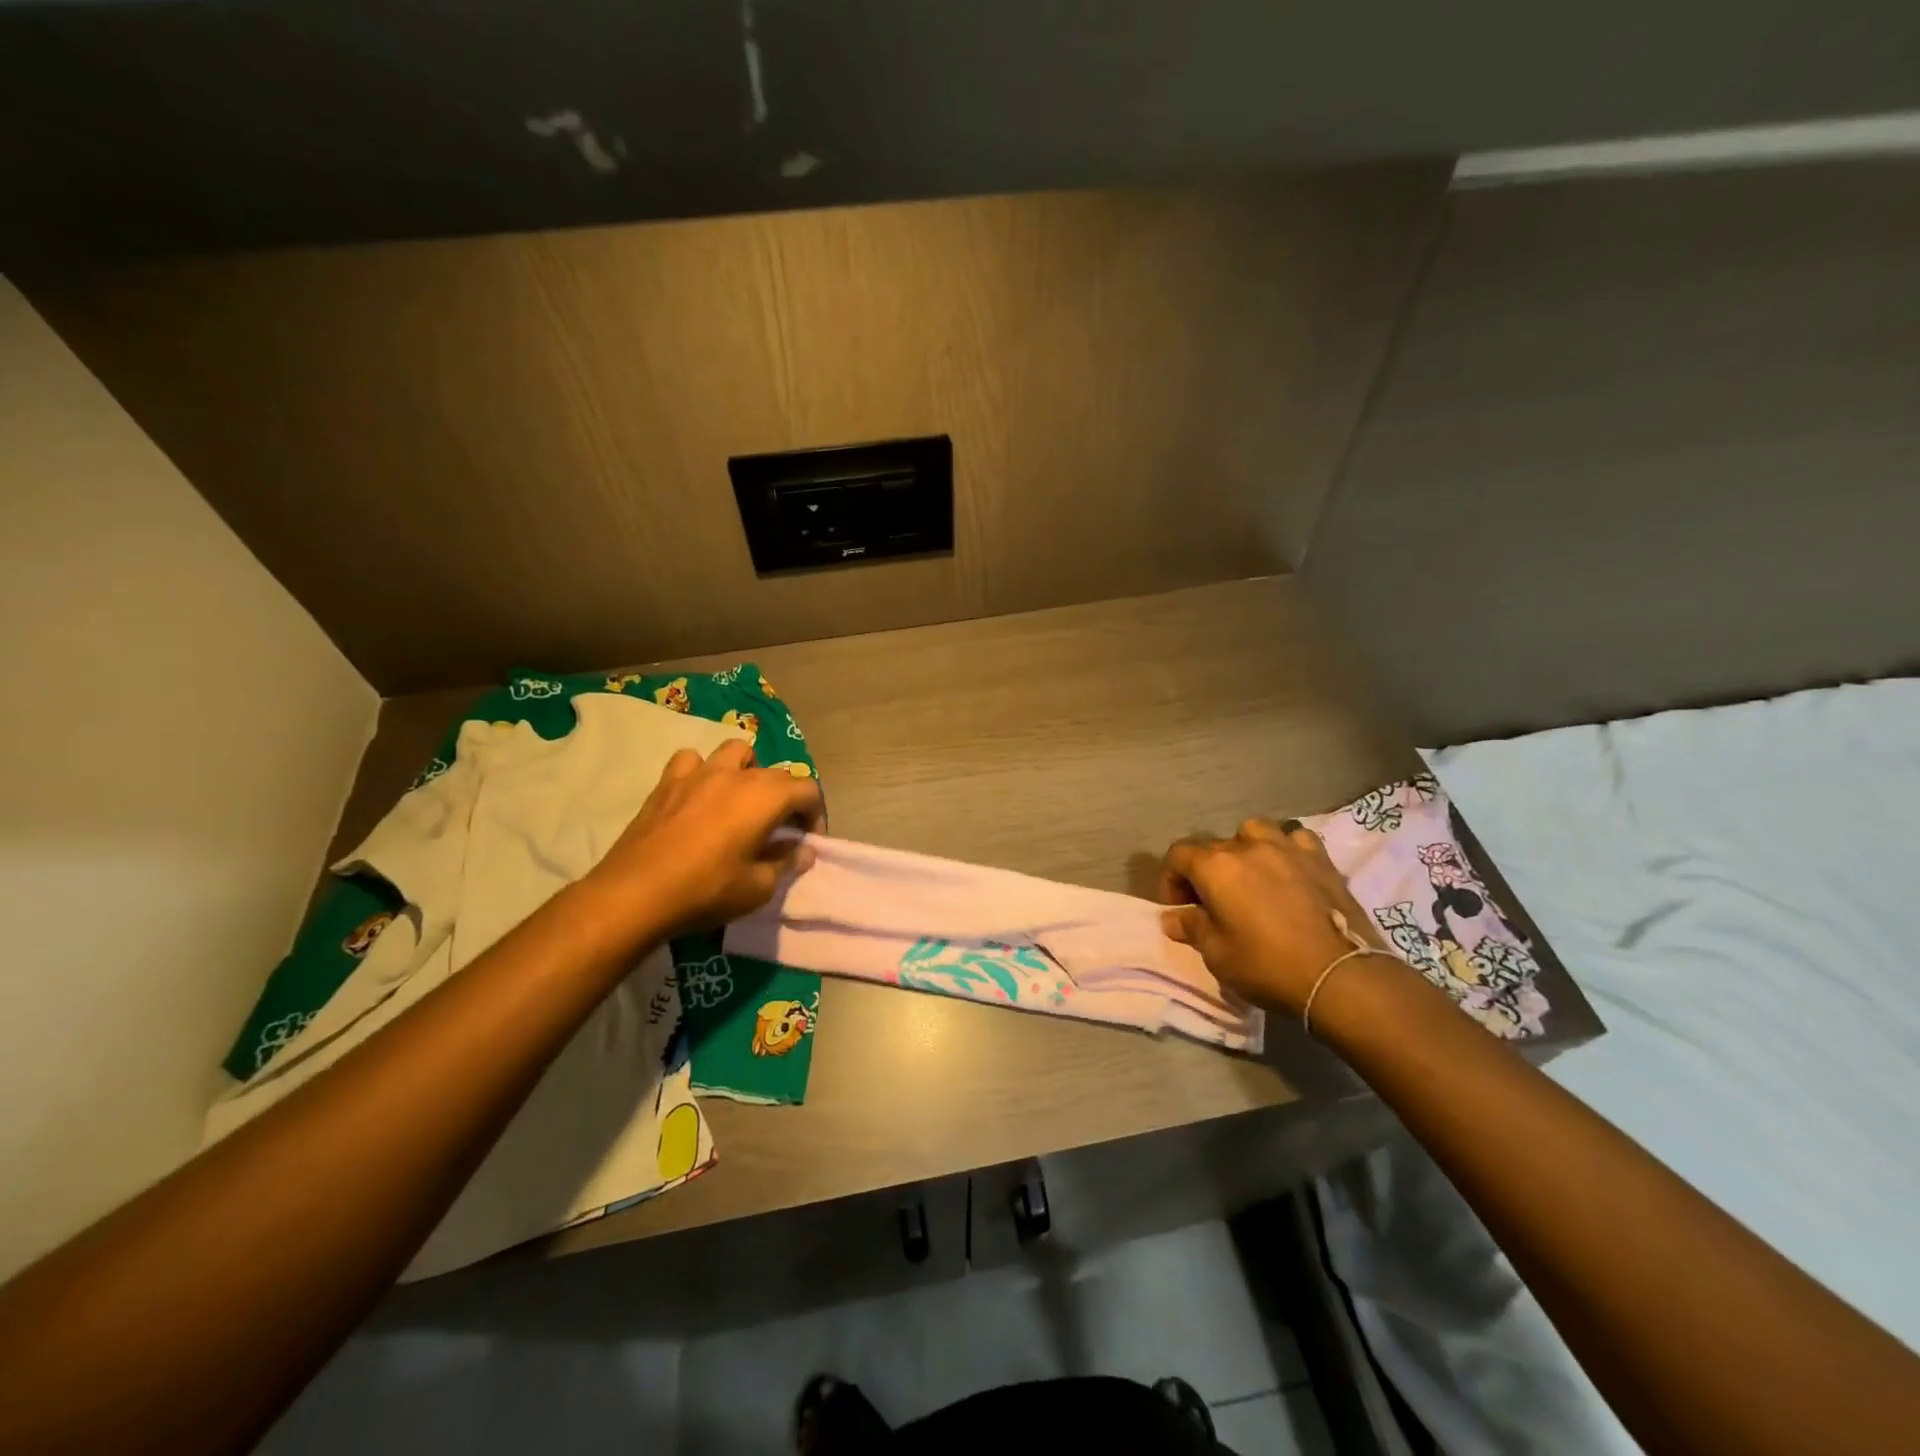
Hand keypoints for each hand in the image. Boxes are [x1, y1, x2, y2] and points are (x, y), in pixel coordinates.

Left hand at [589, 740, 824, 936]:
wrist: (635, 894)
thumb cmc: (706, 890)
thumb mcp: (758, 888)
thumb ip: (786, 863)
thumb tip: (803, 850)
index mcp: (766, 797)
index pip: (808, 790)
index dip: (816, 815)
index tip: (807, 841)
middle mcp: (738, 775)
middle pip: (777, 774)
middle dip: (787, 798)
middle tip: (780, 831)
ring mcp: (699, 773)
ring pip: (736, 752)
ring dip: (748, 771)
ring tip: (742, 800)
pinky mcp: (667, 782)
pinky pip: (691, 761)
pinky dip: (701, 772)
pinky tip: (699, 795)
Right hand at [1158, 818, 1395, 1015]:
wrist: (1342, 976)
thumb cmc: (1268, 966)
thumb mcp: (1217, 955)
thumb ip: (1192, 928)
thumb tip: (1174, 918)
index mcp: (1216, 866)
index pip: (1178, 856)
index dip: (1171, 881)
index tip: (1179, 909)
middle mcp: (1248, 846)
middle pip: (1214, 847)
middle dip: (1205, 872)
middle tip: (1213, 904)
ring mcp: (1288, 847)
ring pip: (1255, 832)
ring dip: (1245, 849)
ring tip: (1250, 877)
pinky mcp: (1321, 859)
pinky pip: (1295, 839)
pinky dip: (1286, 850)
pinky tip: (1289, 871)